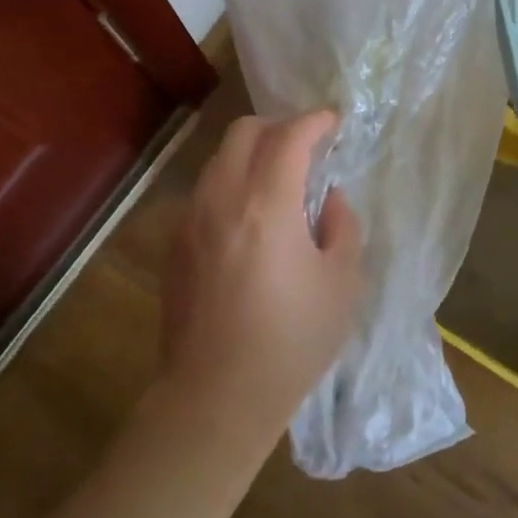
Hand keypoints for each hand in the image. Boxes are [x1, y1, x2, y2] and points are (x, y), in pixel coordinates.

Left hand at [160, 111, 364, 447]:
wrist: (216, 397)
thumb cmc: (291, 342)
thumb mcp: (342, 284)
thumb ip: (342, 227)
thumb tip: (329, 199)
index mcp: (266, 204)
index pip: (290, 136)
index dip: (316, 121)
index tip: (334, 121)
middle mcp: (221, 199)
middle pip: (244, 132)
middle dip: (279, 126)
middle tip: (307, 146)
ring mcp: (190, 220)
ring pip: (219, 159)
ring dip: (252, 154)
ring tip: (279, 181)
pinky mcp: (175, 245)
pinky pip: (206, 191)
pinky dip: (232, 183)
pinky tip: (251, 219)